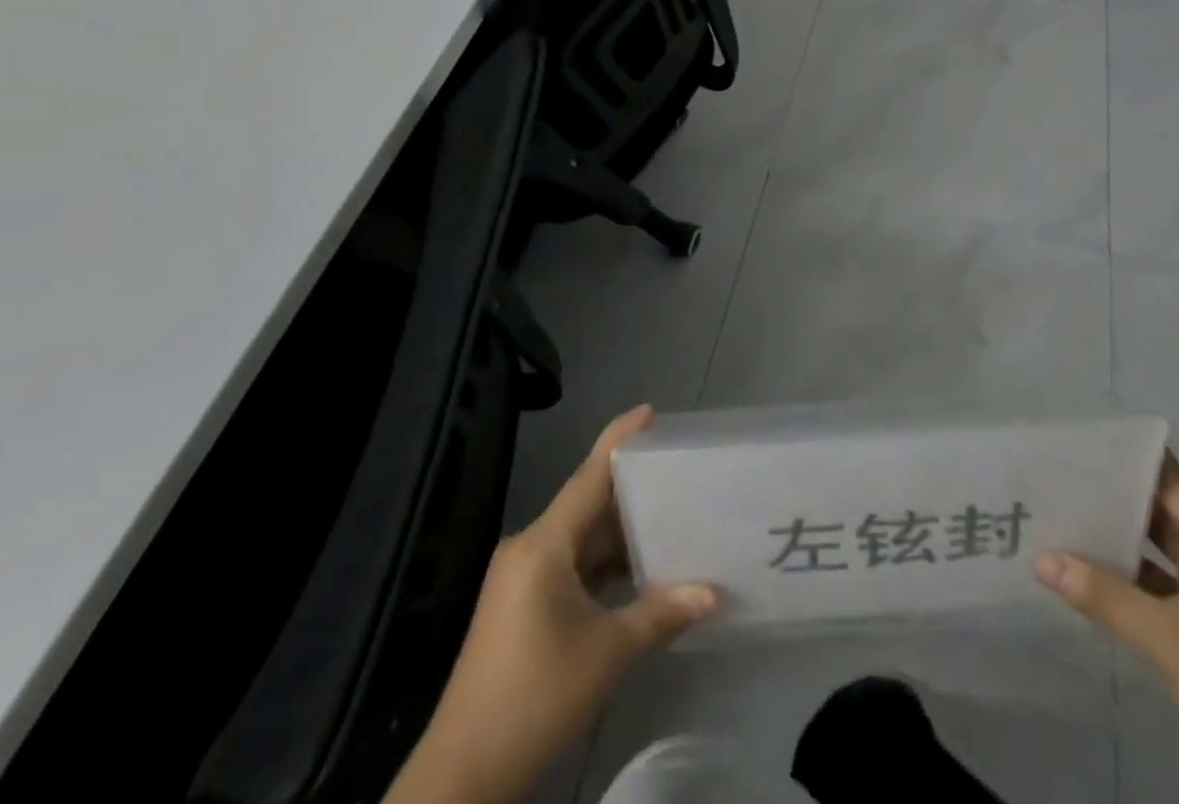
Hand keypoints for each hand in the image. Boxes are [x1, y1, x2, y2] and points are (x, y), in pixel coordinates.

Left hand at [385, 407, 717, 803]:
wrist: (465, 774)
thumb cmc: (536, 697)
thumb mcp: (607, 653)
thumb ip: (661, 614)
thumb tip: (713, 594)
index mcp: (543, 544)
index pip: (588, 476)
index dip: (619, 440)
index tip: (649, 411)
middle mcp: (530, 549)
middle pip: (586, 505)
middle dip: (630, 490)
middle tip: (677, 471)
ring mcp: (522, 579)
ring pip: (579, 539)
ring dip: (619, 533)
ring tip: (670, 517)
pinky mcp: (522, 607)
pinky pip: (570, 566)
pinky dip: (603, 564)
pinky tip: (637, 571)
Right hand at [1035, 456, 1178, 803]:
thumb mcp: (1168, 640)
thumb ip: (1103, 595)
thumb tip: (1041, 559)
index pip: (1176, 486)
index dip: (1134, 461)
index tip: (1084, 443)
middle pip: (1167, 513)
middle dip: (1118, 496)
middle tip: (1062, 476)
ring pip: (1162, 550)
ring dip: (1120, 537)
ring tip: (1066, 513)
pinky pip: (1161, 584)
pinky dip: (1128, 575)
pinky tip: (1087, 568)